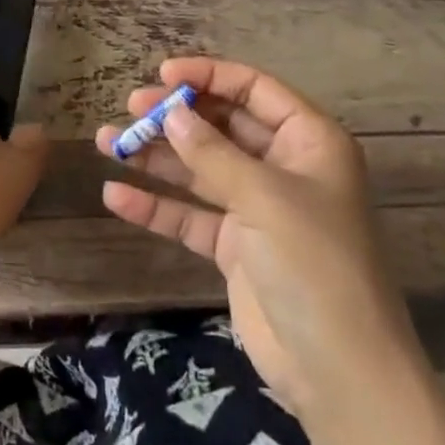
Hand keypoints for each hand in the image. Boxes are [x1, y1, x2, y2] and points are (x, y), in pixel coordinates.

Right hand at [97, 56, 423, 411]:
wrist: (337, 370)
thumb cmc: (313, 263)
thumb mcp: (264, 197)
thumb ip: (212, 152)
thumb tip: (171, 113)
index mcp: (309, 143)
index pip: (255, 90)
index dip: (210, 76)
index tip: (163, 74)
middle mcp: (283, 168)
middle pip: (222, 126)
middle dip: (176, 116)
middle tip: (130, 108)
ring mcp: (257, 209)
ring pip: (199, 169)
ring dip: (156, 156)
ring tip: (107, 142)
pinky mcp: (235, 246)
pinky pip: (189, 215)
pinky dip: (156, 206)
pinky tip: (116, 196)